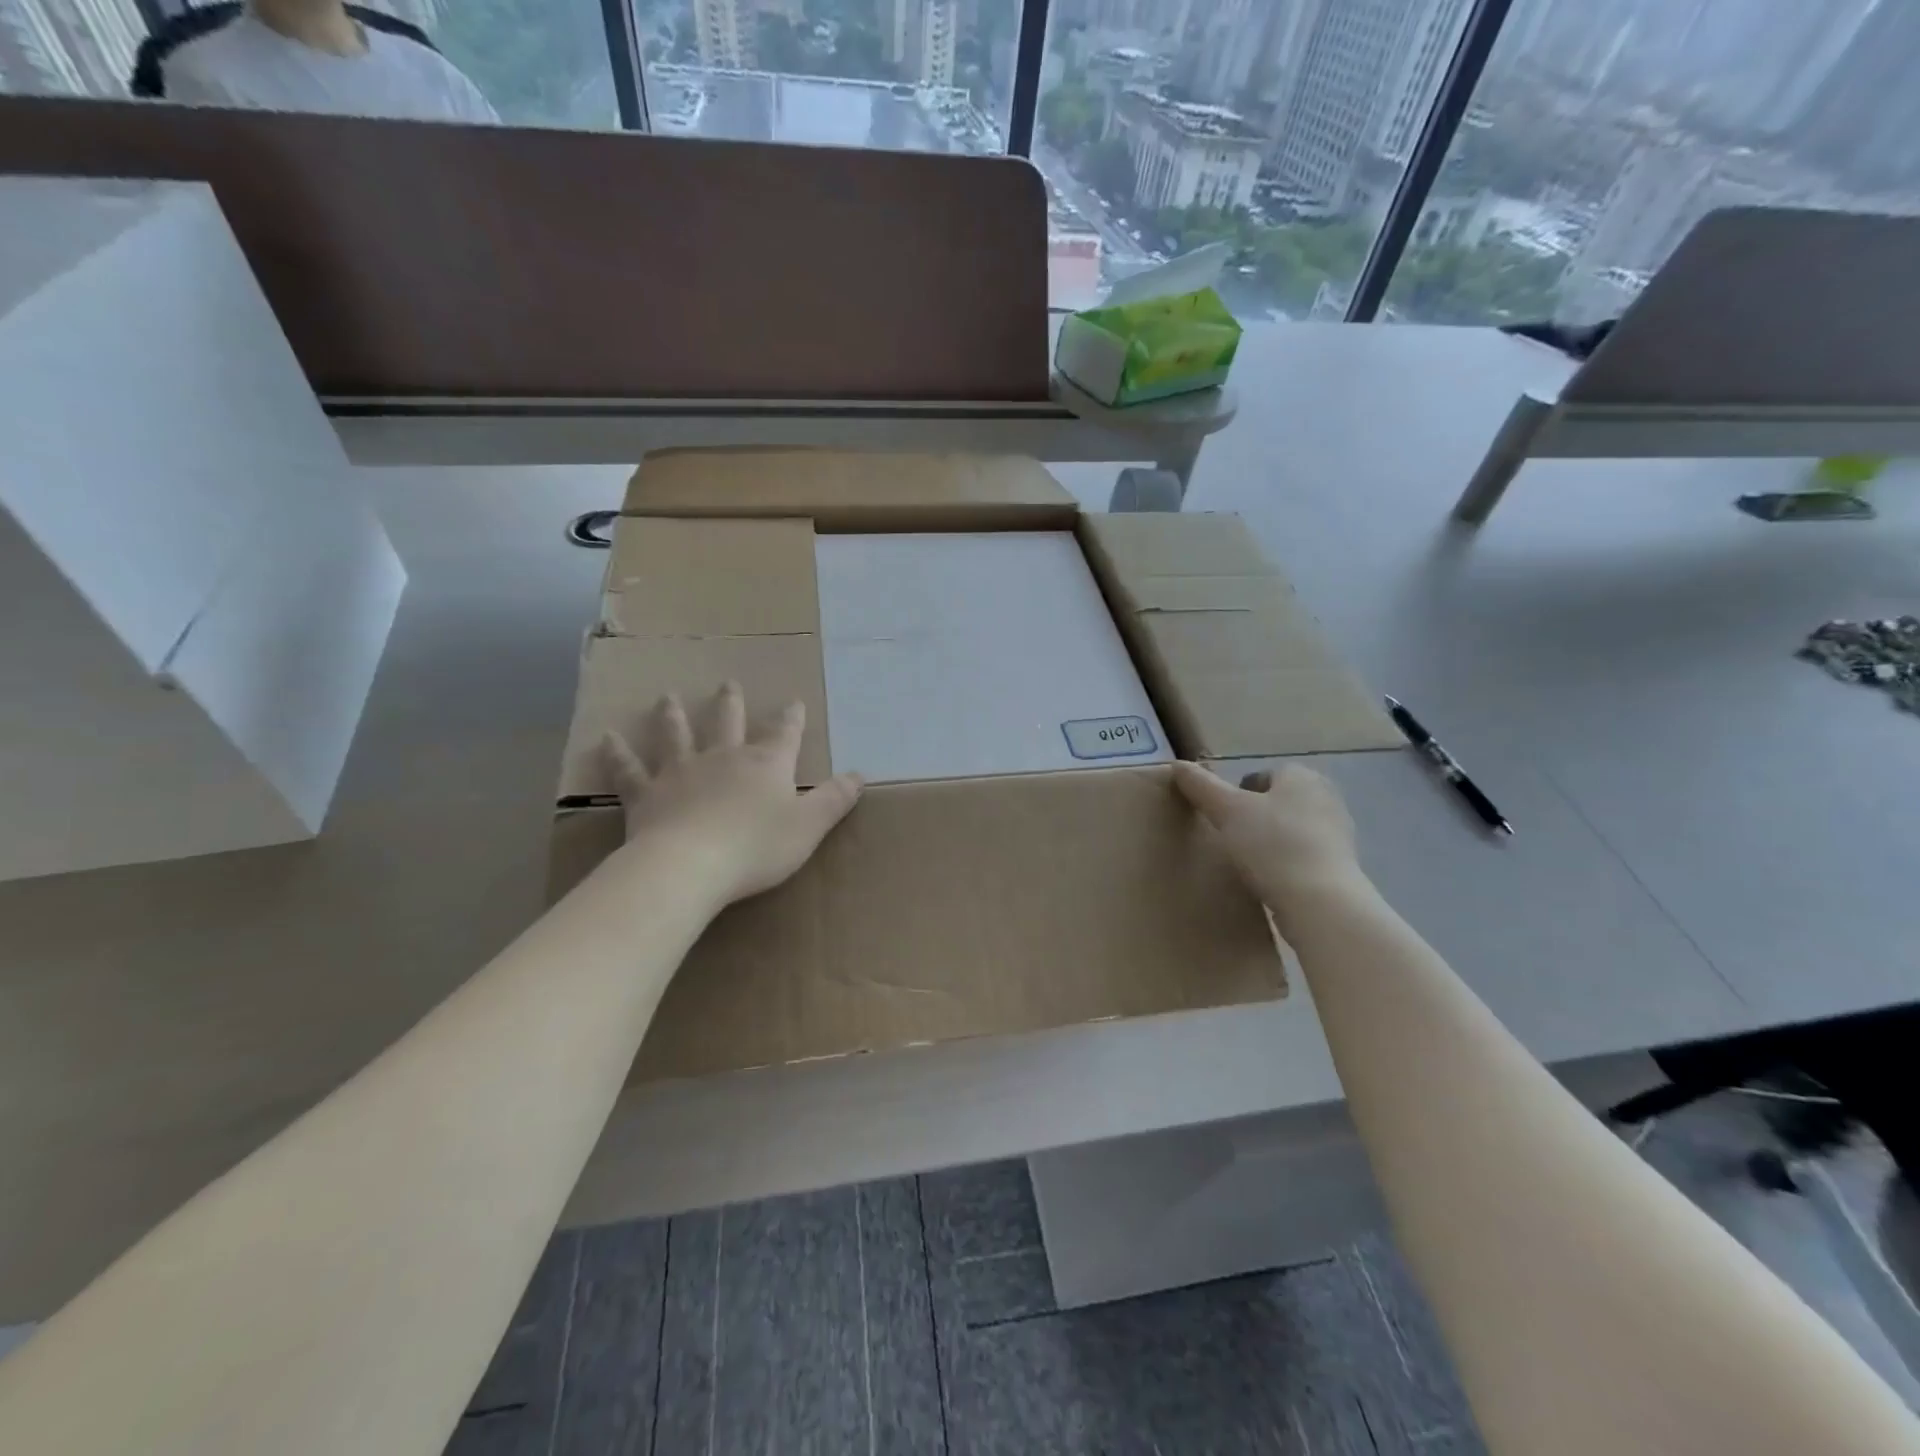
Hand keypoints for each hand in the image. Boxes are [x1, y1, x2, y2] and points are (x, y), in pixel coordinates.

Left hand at [602, 683, 863, 906]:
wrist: (690, 865)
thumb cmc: (757, 847)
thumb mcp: (809, 826)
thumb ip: (834, 800)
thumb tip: (859, 775)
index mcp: (765, 764)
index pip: (784, 734)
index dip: (791, 718)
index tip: (793, 701)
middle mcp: (723, 758)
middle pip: (727, 722)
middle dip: (731, 703)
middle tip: (727, 684)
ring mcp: (680, 773)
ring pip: (676, 736)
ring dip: (673, 716)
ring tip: (667, 697)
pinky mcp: (646, 795)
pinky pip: (629, 770)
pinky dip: (618, 754)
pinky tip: (606, 738)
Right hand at [1172, 760, 1365, 919]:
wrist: (1320, 901)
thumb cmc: (1272, 845)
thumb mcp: (1226, 810)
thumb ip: (1200, 785)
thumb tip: (1177, 765)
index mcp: (1301, 775)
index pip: (1261, 775)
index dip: (1236, 794)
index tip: (1221, 818)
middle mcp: (1326, 796)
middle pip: (1277, 801)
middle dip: (1255, 817)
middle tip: (1231, 839)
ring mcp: (1338, 831)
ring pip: (1291, 828)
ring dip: (1272, 841)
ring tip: (1248, 863)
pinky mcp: (1342, 864)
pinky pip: (1304, 855)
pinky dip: (1287, 863)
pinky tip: (1271, 880)